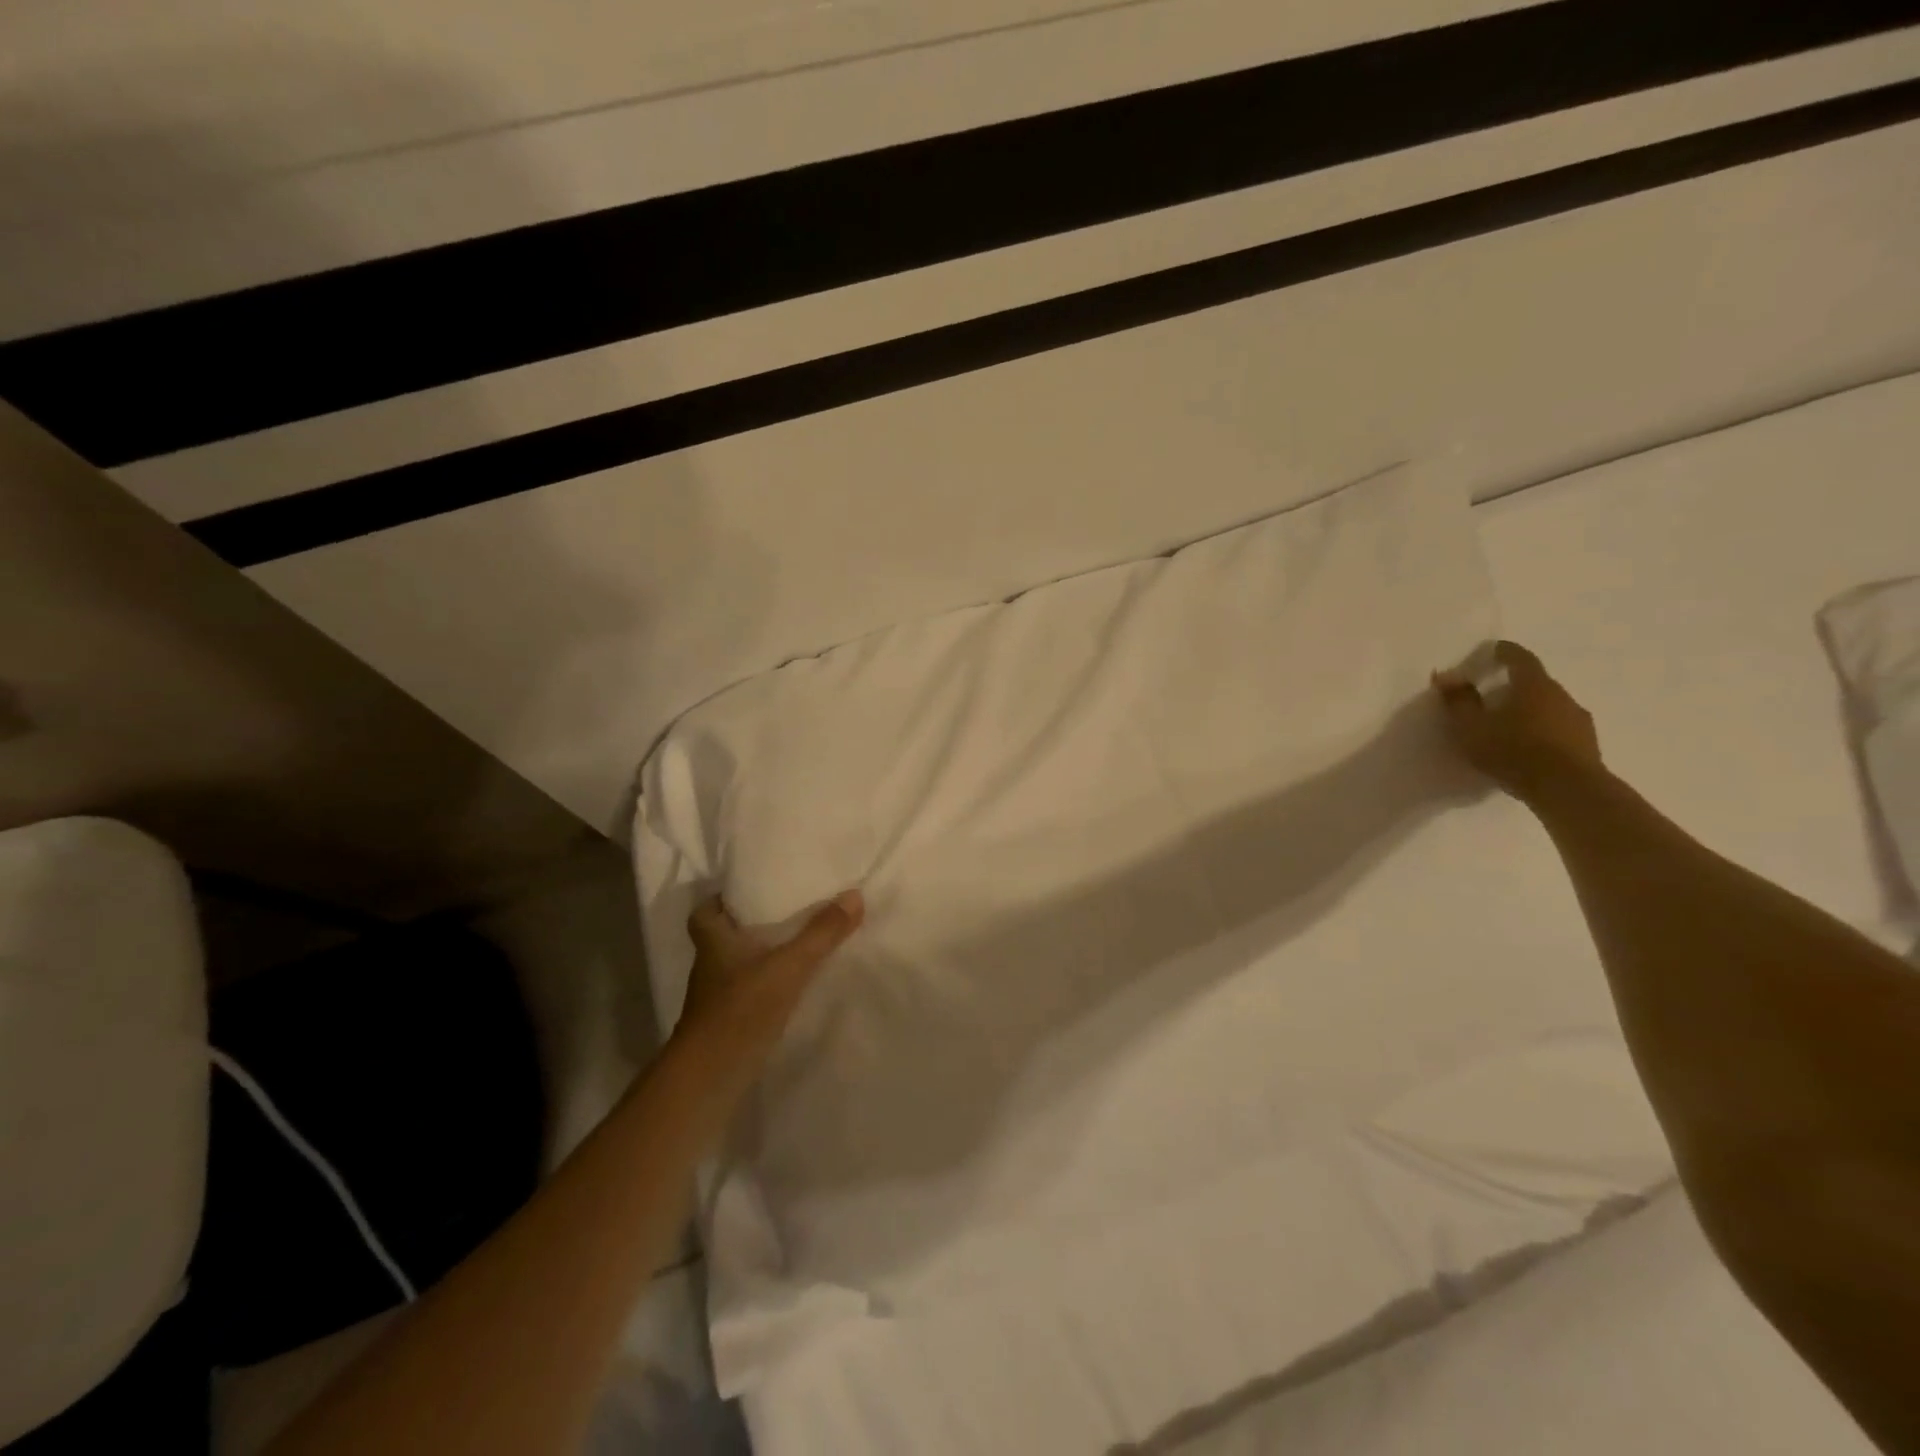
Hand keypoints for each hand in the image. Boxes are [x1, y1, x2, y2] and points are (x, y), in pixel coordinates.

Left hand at [674, 890, 864, 1056]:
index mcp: (714, 942)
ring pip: (737, 965)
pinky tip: (793, 986)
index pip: (704, 911)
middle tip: (785, 912)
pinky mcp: (727, 1023)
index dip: (722, 899)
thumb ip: (822, 933)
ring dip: (760, 955)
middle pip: (724, 936)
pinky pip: (748, 991)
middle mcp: (710, 966)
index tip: (750, 891)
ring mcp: (716, 998)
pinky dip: (766, 985)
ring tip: (798, 944)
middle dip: (750, 925)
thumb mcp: (789, 966)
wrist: (710, 1079)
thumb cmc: (741, 1009)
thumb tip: (854, 894)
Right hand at [1432, 641, 1601, 798]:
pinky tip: (1530, 749)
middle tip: (1494, 696)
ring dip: (1531, 710)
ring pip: (1550, 706)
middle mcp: (1561, 695)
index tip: (1493, 650)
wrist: (1568, 789)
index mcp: (1533, 685)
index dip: (1504, 652)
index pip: (1519, 658)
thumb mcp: (1472, 727)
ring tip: (1511, 727)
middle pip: (1536, 682)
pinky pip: (1560, 729)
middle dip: (1515, 685)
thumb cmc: (1513, 751)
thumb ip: (1458, 702)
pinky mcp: (1588, 744)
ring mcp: (1578, 719)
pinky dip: (1544, 731)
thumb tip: (1446, 677)